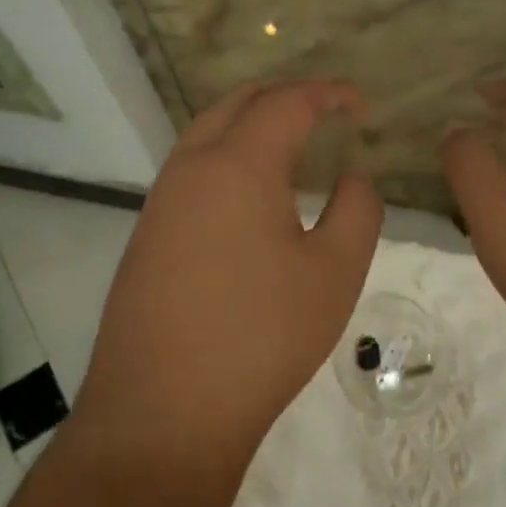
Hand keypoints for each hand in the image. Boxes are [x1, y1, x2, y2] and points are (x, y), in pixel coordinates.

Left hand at [79, 81, 382, 474]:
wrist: (163, 412)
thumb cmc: (262, 337)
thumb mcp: (334, 273)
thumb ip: (357, 209)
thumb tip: (351, 175)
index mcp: (238, 165)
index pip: (286, 102)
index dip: (328, 94)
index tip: (359, 105)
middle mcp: (190, 168)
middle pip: (237, 103)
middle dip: (285, 97)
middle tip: (325, 113)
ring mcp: (160, 202)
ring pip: (207, 135)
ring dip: (251, 126)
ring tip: (292, 149)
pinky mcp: (146, 235)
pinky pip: (191, 172)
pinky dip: (228, 159)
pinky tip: (251, 198)